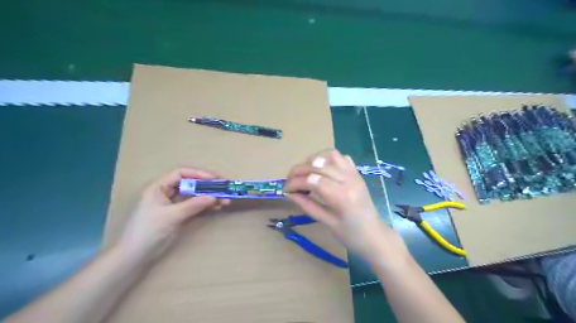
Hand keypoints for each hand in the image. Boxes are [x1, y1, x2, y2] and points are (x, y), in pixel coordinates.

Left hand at [117, 168, 229, 263]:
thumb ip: (193, 205)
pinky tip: (218, 207)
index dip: (198, 174)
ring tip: (225, 201)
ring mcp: (174, 204)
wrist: (136, 255)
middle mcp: (167, 193)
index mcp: (159, 187)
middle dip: (208, 186)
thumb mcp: (171, 216)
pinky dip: (206, 206)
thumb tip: (214, 197)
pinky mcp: (179, 215)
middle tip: (224, 189)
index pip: (181, 174)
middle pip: (190, 184)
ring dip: (210, 197)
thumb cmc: (149, 230)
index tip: (214, 179)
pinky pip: (195, 206)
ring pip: (195, 196)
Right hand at [284, 150, 398, 258]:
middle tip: (289, 180)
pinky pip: (341, 157)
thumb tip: (289, 194)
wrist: (375, 236)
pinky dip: (327, 158)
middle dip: (299, 170)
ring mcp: (354, 174)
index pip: (312, 180)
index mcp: (341, 196)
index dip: (295, 182)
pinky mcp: (357, 173)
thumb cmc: (351, 235)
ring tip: (304, 172)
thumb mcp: (326, 223)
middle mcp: (348, 180)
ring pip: (330, 155)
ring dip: (313, 160)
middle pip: (318, 165)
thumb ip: (307, 205)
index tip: (285, 189)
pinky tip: (321, 168)